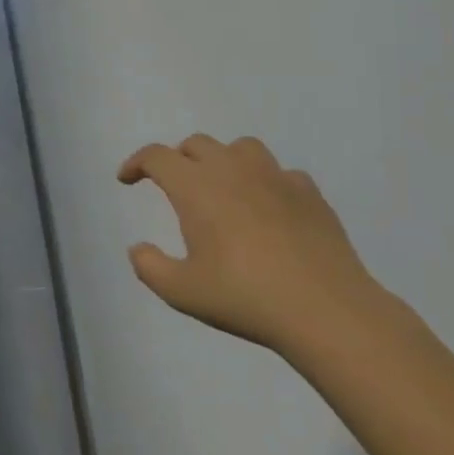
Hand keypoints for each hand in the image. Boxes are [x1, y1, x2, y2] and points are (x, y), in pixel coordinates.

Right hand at [118, 134, 386, 355]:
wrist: (326, 310)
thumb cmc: (245, 297)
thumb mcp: (183, 292)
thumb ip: (150, 267)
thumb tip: (138, 249)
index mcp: (196, 187)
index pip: (157, 157)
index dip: (136, 163)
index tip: (127, 179)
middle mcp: (231, 170)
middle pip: (196, 144)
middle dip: (178, 159)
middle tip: (175, 185)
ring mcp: (274, 177)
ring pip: (241, 147)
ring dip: (224, 160)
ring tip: (223, 186)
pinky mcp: (309, 193)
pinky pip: (281, 173)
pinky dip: (267, 182)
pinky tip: (269, 207)